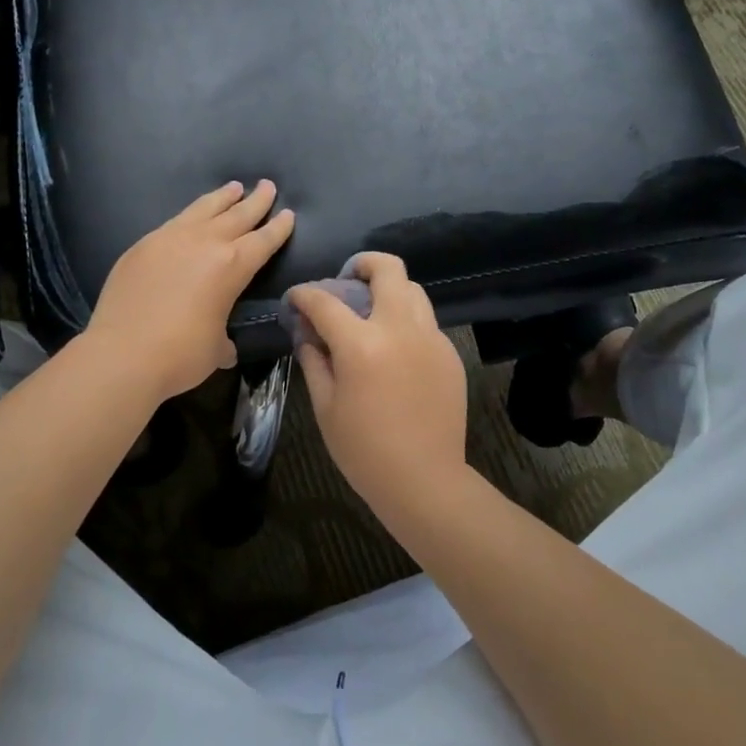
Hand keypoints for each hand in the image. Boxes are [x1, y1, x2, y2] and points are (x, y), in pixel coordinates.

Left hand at [85, 180, 294, 401]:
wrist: (121, 354)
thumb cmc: (179, 355)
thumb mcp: (215, 349)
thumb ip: (223, 338)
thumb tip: (223, 345)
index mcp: (232, 266)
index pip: (263, 241)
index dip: (278, 228)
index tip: (288, 213)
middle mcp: (204, 243)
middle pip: (237, 215)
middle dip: (256, 201)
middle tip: (267, 186)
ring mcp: (170, 239)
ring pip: (203, 209)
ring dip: (222, 198)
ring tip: (233, 187)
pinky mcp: (142, 245)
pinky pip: (174, 222)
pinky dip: (190, 214)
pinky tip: (191, 216)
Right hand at [286, 253, 467, 517]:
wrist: (425, 481)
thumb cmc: (364, 450)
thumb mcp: (326, 407)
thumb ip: (314, 362)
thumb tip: (307, 334)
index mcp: (361, 344)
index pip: (325, 301)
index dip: (304, 294)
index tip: (296, 298)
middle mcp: (400, 329)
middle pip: (387, 269)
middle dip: (362, 264)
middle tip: (347, 280)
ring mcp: (430, 338)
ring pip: (413, 289)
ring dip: (389, 289)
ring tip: (372, 311)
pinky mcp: (449, 353)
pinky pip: (426, 320)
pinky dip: (406, 319)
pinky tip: (395, 347)